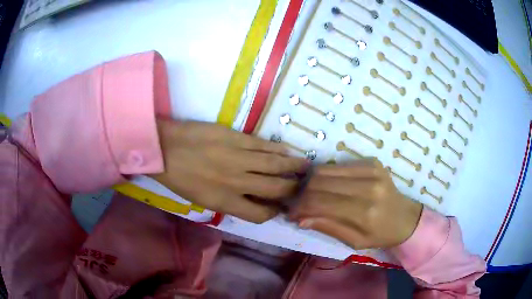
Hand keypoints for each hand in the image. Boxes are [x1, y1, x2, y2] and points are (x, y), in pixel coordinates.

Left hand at [151, 119, 307, 222]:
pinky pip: (264, 145)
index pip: (260, 214)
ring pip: (275, 165)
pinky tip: (289, 151)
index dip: (274, 212)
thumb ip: (228, 202)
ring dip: (293, 167)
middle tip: (303, 187)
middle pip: (275, 189)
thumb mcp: (202, 199)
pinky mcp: (236, 138)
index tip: (280, 207)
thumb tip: (251, 200)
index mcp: (225, 202)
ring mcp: (238, 158)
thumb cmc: (179, 178)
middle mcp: (237, 183)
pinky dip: (279, 149)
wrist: (164, 148)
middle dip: (292, 190)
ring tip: (306, 167)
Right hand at [290, 160, 422, 248]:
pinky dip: (327, 175)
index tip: (291, 213)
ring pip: (326, 169)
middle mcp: (368, 187)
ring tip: (311, 194)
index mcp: (364, 212)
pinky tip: (328, 186)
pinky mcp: (372, 162)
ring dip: (312, 182)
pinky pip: (338, 165)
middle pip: (320, 182)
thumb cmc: (380, 235)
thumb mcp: (354, 241)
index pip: (321, 203)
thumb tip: (301, 218)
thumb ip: (327, 227)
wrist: (405, 217)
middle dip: (303, 194)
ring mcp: (371, 170)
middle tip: (299, 204)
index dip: (300, 207)